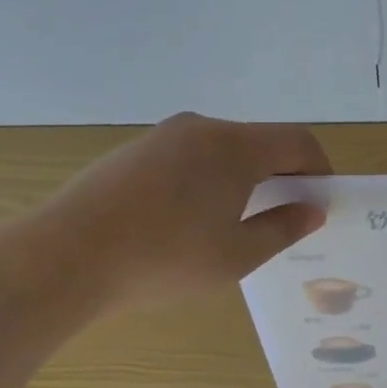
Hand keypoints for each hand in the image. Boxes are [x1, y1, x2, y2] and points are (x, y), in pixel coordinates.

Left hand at [31, 112, 330, 312]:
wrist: (65, 257)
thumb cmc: (165, 259)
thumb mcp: (237, 255)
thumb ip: (283, 228)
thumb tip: (312, 210)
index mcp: (235, 147)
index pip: (298, 142)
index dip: (320, 169)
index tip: (322, 203)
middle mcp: (202, 128)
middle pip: (260, 142)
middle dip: (283, 175)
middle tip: (285, 217)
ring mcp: (163, 136)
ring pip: (223, 149)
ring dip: (245, 177)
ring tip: (236, 223)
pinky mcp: (134, 151)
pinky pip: (190, 156)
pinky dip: (209, 178)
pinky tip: (190, 219)